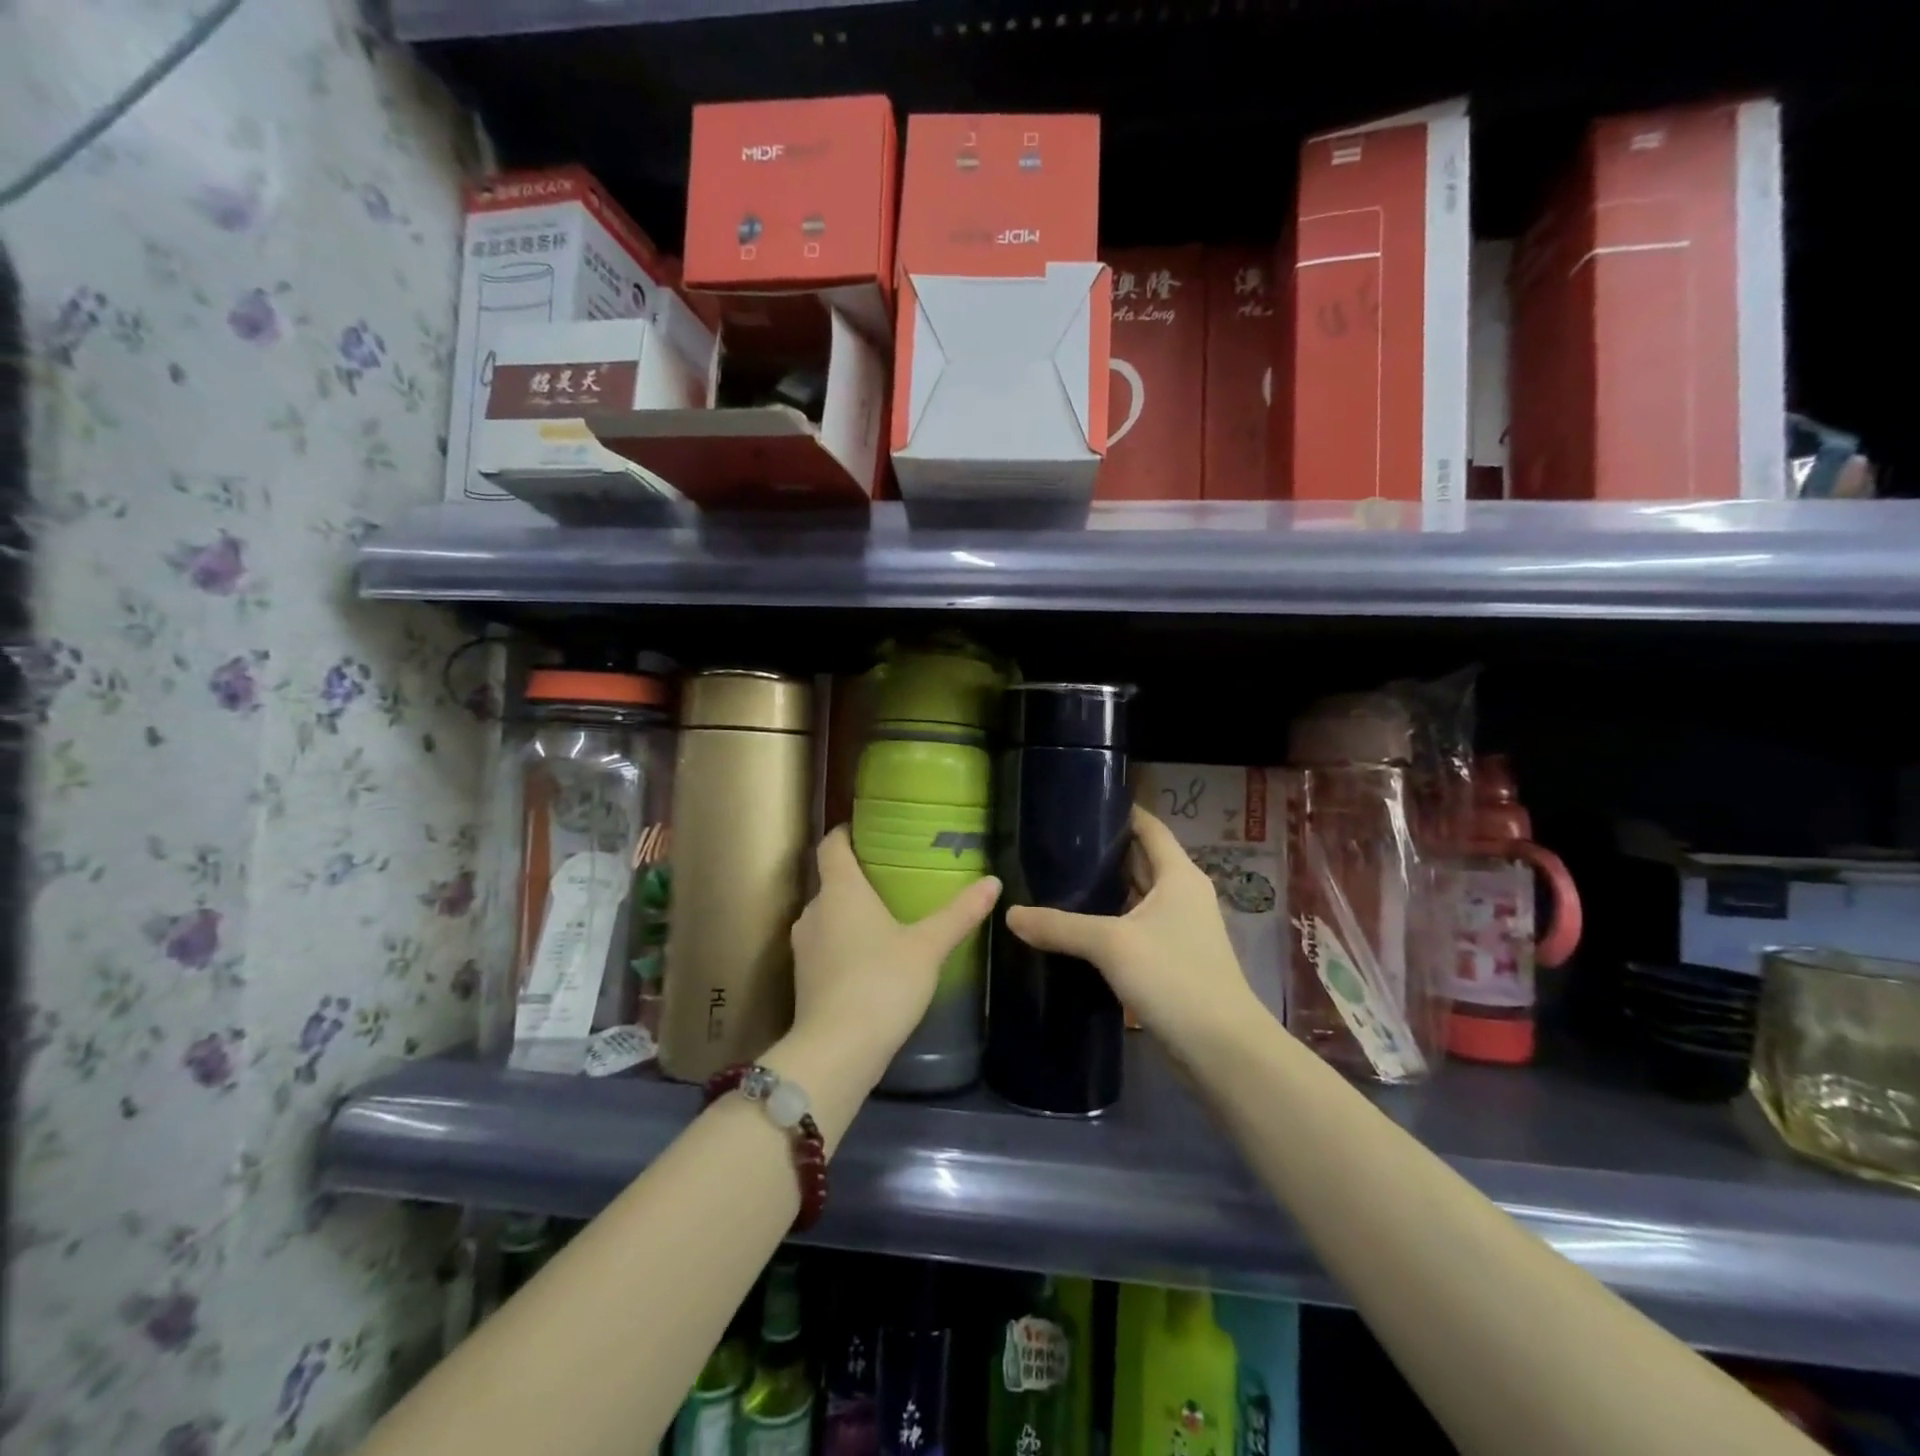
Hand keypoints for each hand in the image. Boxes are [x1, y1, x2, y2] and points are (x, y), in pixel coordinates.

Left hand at [788, 827, 1000, 1077]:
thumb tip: (993, 882)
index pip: (831, 845)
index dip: (845, 833)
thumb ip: (959, 914)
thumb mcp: (928, 946)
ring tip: (887, 917)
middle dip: (858, 878)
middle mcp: (814, 911)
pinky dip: (845, 943)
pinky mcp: (804, 979)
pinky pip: (826, 945)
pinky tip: (872, 958)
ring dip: (851, 914)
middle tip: (893, 877)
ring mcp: (804, 947)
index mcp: (840, 891)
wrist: (837, 1051)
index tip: (865, 829)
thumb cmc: (882, 983)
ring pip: (828, 916)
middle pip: (831, 881)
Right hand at [1006, 806, 1265, 1060]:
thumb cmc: (1175, 978)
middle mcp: (1182, 894)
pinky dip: (1108, 921)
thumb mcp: (1111, 945)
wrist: (1222, 1049)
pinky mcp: (1171, 960)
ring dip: (1104, 889)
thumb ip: (1060, 926)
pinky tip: (1076, 928)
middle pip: (1140, 860)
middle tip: (1055, 844)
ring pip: (1135, 897)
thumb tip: (1010, 914)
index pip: (1149, 827)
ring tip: (1057, 880)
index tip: (1080, 803)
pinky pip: (1134, 927)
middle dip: (1102, 852)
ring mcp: (1179, 929)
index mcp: (1179, 875)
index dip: (1120, 812)